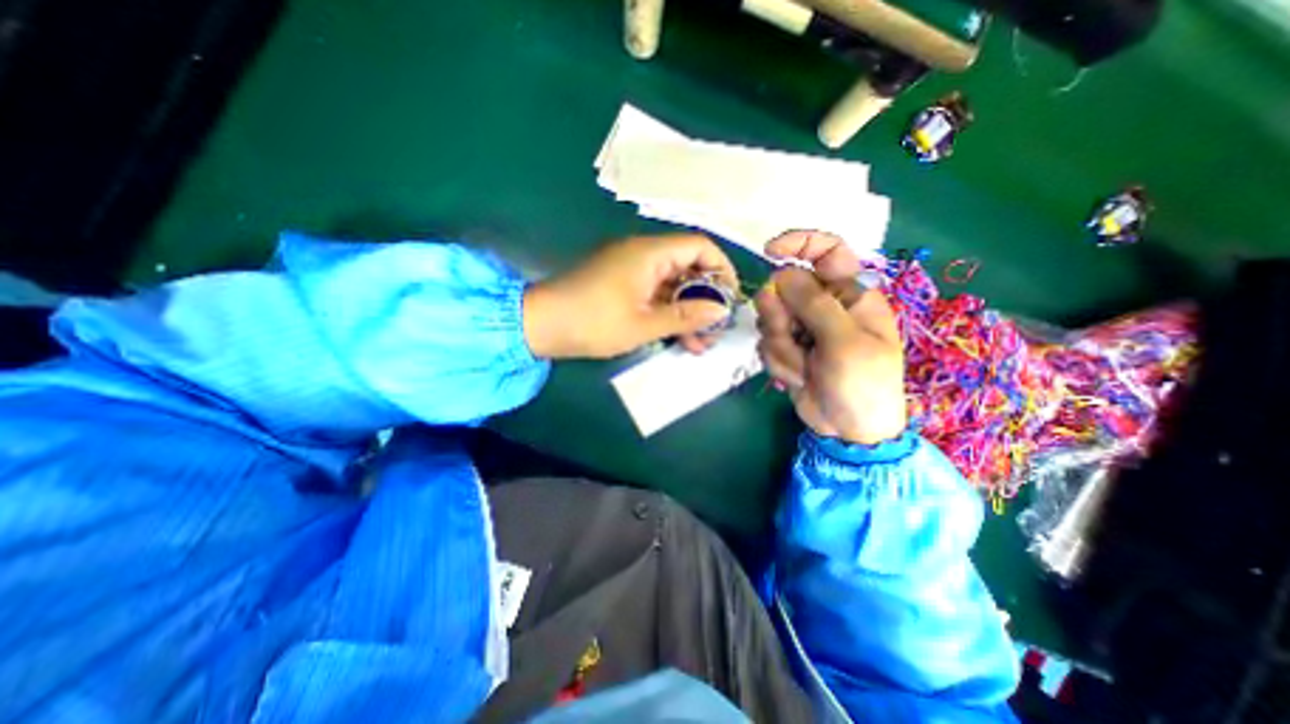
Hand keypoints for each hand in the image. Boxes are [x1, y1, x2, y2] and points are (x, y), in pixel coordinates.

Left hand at [523, 236, 740, 360]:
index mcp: (650, 253)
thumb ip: (685, 317)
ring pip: (673, 286)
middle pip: (689, 268)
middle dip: (706, 299)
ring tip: (699, 344)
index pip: (700, 246)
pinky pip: (655, 294)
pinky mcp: (623, 286)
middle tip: (715, 330)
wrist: (542, 325)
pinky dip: (668, 313)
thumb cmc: (593, 321)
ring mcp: (632, 271)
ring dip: (688, 312)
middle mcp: (643, 254)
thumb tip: (722, 310)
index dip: (721, 269)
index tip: (730, 298)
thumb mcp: (644, 324)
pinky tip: (678, 339)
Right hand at [757, 231, 904, 446]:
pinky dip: (778, 361)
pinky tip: (798, 377)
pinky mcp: (788, 348)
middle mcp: (824, 306)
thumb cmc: (862, 384)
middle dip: (780, 315)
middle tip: (792, 336)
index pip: (827, 251)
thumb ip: (815, 304)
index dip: (800, 243)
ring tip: (803, 366)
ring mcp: (803, 328)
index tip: (770, 253)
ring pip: (770, 317)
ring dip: (780, 344)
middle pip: (784, 288)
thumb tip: (782, 273)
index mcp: (851, 295)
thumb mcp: (844, 342)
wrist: (848, 430)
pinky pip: (766, 342)